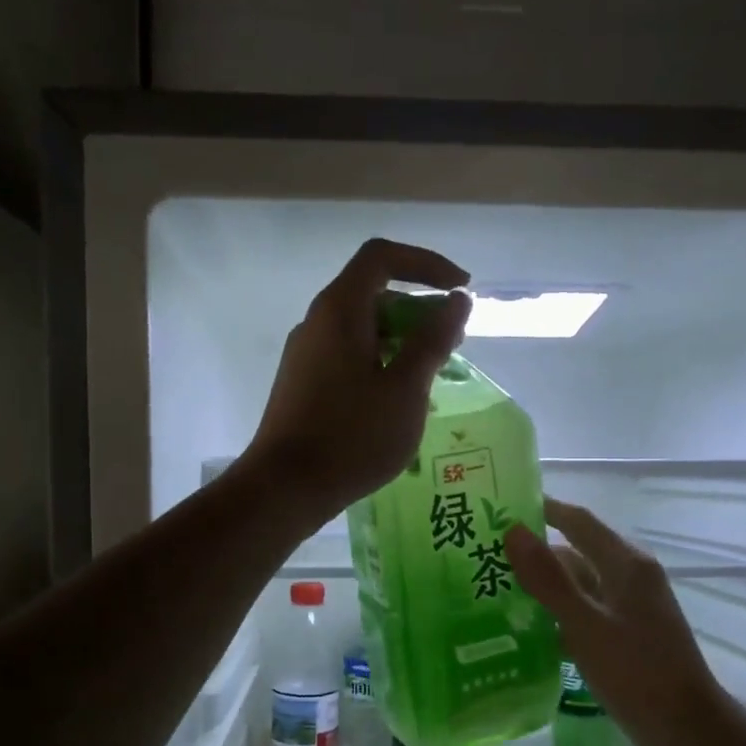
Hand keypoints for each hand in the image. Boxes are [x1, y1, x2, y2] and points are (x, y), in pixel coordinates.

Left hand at [244, 238, 470, 525]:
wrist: (285, 488)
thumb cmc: (352, 436)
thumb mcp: (406, 388)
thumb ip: (434, 340)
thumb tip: (456, 301)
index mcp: (339, 310)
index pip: (382, 257)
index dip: (426, 264)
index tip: (460, 290)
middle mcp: (317, 323)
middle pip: (372, 294)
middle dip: (418, 310)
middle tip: (452, 344)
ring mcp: (304, 355)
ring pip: (361, 330)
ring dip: (401, 341)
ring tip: (431, 378)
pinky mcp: (301, 385)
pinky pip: (347, 357)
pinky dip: (379, 363)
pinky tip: (395, 402)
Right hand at [507, 498, 731, 745]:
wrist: (687, 731)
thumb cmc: (638, 672)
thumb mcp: (586, 624)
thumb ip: (549, 579)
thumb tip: (513, 530)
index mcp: (627, 564)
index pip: (577, 521)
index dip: (542, 509)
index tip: (499, 506)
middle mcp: (629, 579)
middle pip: (575, 553)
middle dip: (533, 552)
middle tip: (483, 554)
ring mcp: (627, 610)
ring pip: (576, 586)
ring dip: (540, 586)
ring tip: (491, 589)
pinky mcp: (622, 637)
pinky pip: (581, 614)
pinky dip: (554, 615)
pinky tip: (522, 629)